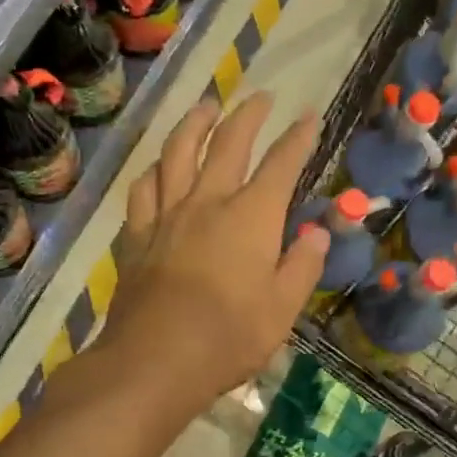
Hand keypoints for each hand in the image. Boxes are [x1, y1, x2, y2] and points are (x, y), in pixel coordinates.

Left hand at [102, 93, 326, 416]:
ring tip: (204, 108)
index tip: (309, 117)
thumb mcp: (283, 308)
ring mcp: (167, 215)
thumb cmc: (229, 337)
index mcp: (251, 217)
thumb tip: (318, 231)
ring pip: (177, 153)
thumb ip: (302, 265)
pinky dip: (153, 171)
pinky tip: (157, 167)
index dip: (298, 138)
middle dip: (248, 116)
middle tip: (260, 97)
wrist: (156, 360)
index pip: (281, 165)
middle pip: (228, 144)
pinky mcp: (138, 236)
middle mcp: (208, 202)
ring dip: (193, 124)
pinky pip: (143, 190)